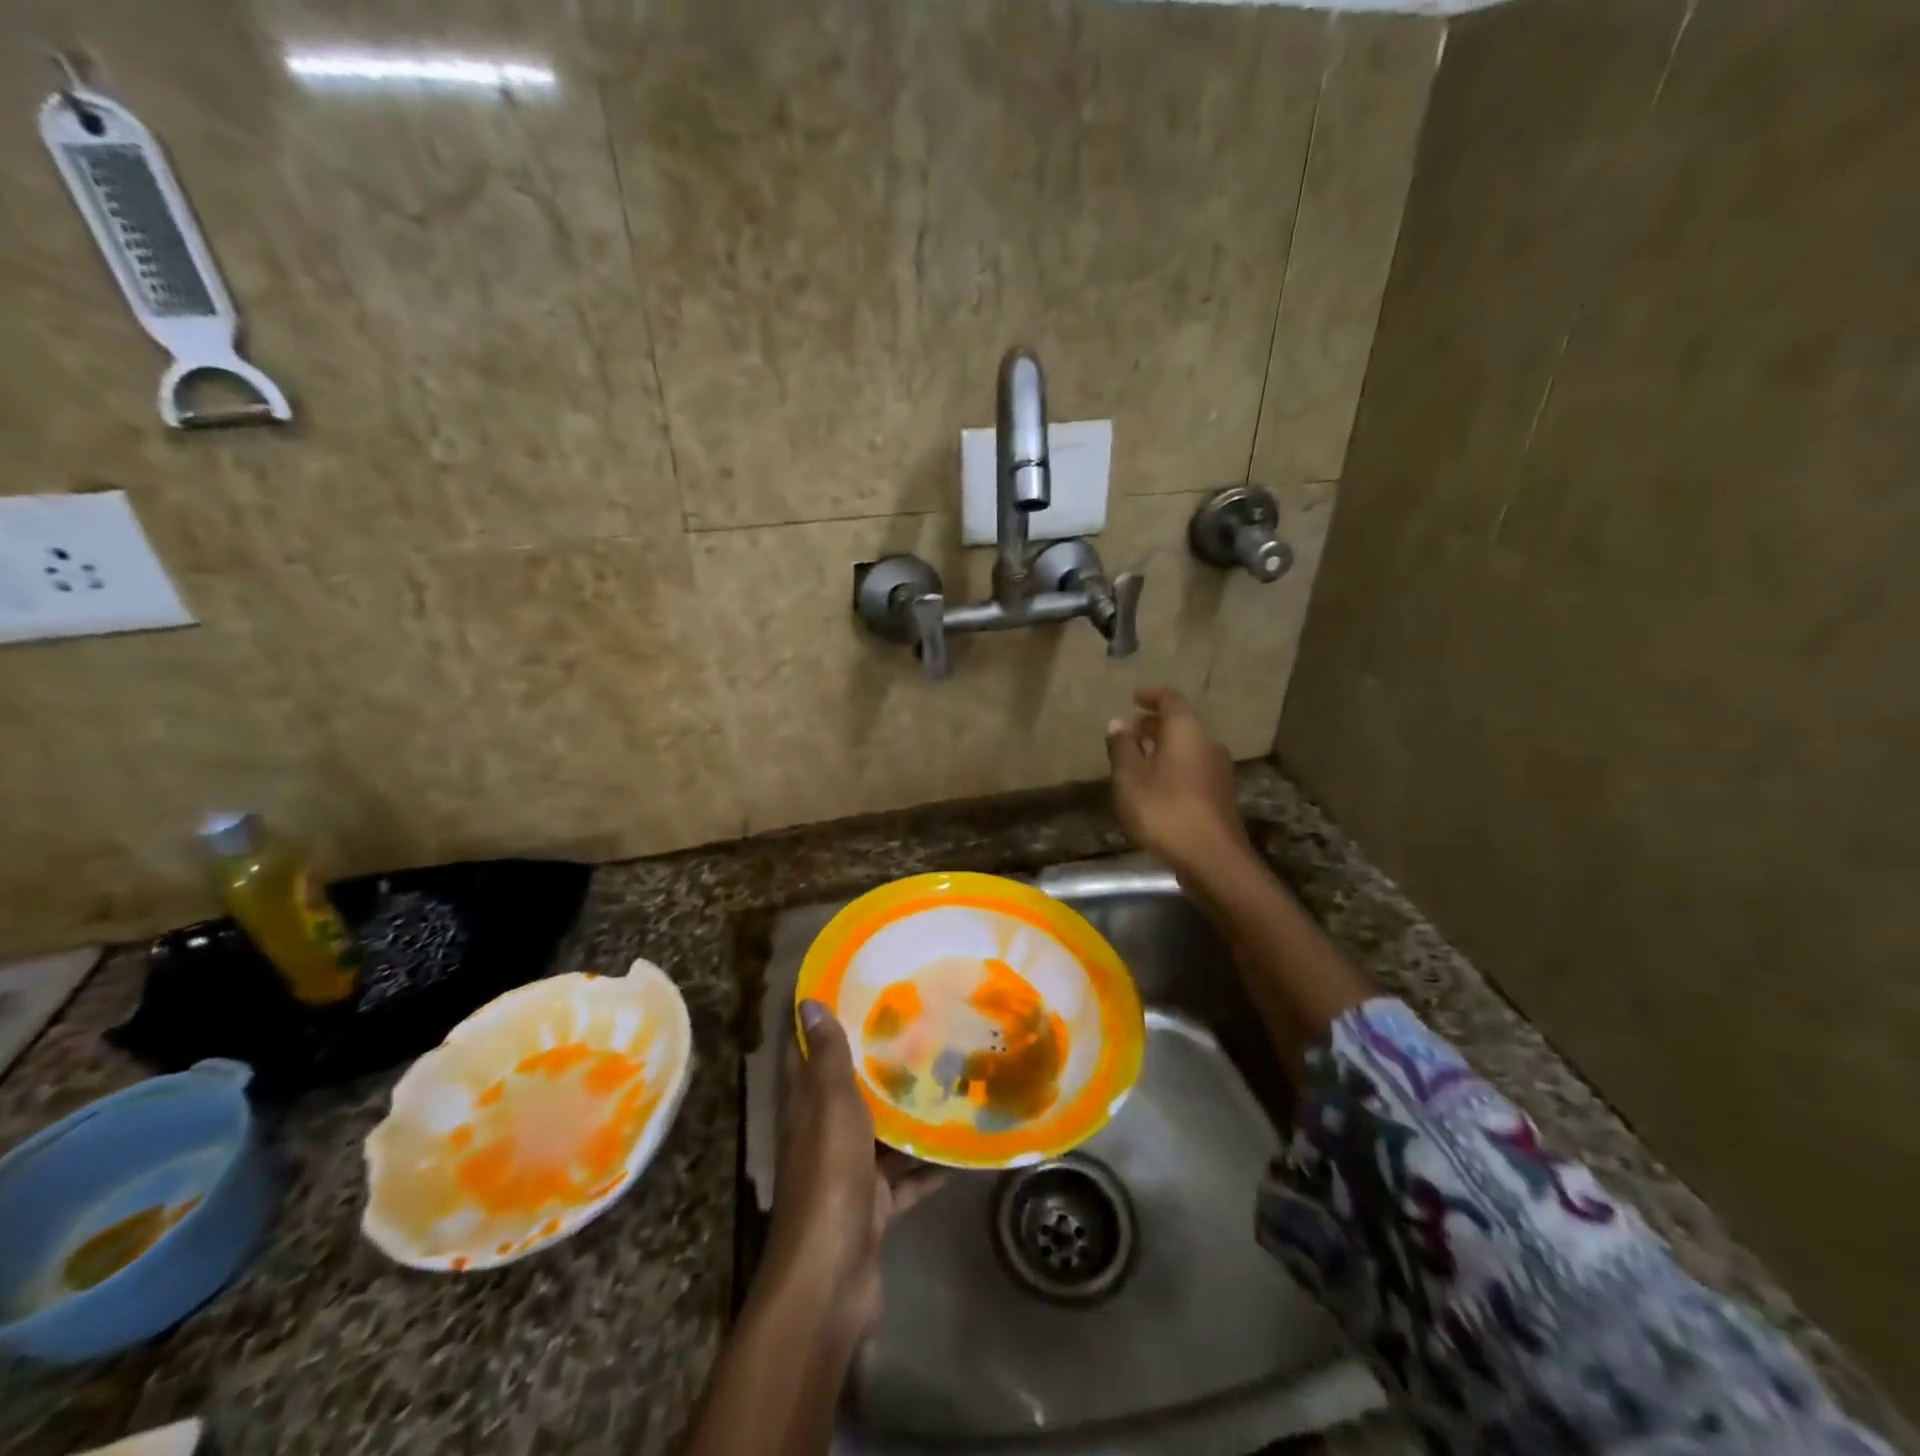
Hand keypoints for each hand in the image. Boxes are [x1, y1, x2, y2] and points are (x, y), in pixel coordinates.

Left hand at [760, 1000, 940, 1342]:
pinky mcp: (874, 1203)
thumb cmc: (828, 1175)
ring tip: (951, 1074)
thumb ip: (827, 1057)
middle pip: (848, 1087)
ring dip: (909, 1111)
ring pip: (881, 1130)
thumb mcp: (830, 1104)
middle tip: (920, 1023)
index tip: (854, 984)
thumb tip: (807, 1001)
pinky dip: (931, 1164)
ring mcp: (849, 1170)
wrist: (831, 1277)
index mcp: (804, 1104)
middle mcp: (822, 1132)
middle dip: (878, 1059)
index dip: (820, 1017)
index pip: (805, 1049)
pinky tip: (964, 1145)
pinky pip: (907, 1175)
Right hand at [1105, 687, 1252, 881]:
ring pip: (1188, 748)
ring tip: (1138, 762)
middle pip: (1180, 724)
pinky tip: (1156, 788)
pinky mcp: (1220, 796)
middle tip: (1129, 734)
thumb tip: (1117, 723)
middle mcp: (1208, 744)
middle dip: (1154, 725)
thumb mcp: (1129, 779)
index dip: (1150, 696)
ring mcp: (1219, 771)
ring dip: (1163, 749)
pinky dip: (1173, 768)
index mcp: (1186, 731)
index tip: (1133, 698)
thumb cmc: (1164, 811)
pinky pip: (1193, 769)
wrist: (1212, 859)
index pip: (1169, 700)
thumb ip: (1122, 748)